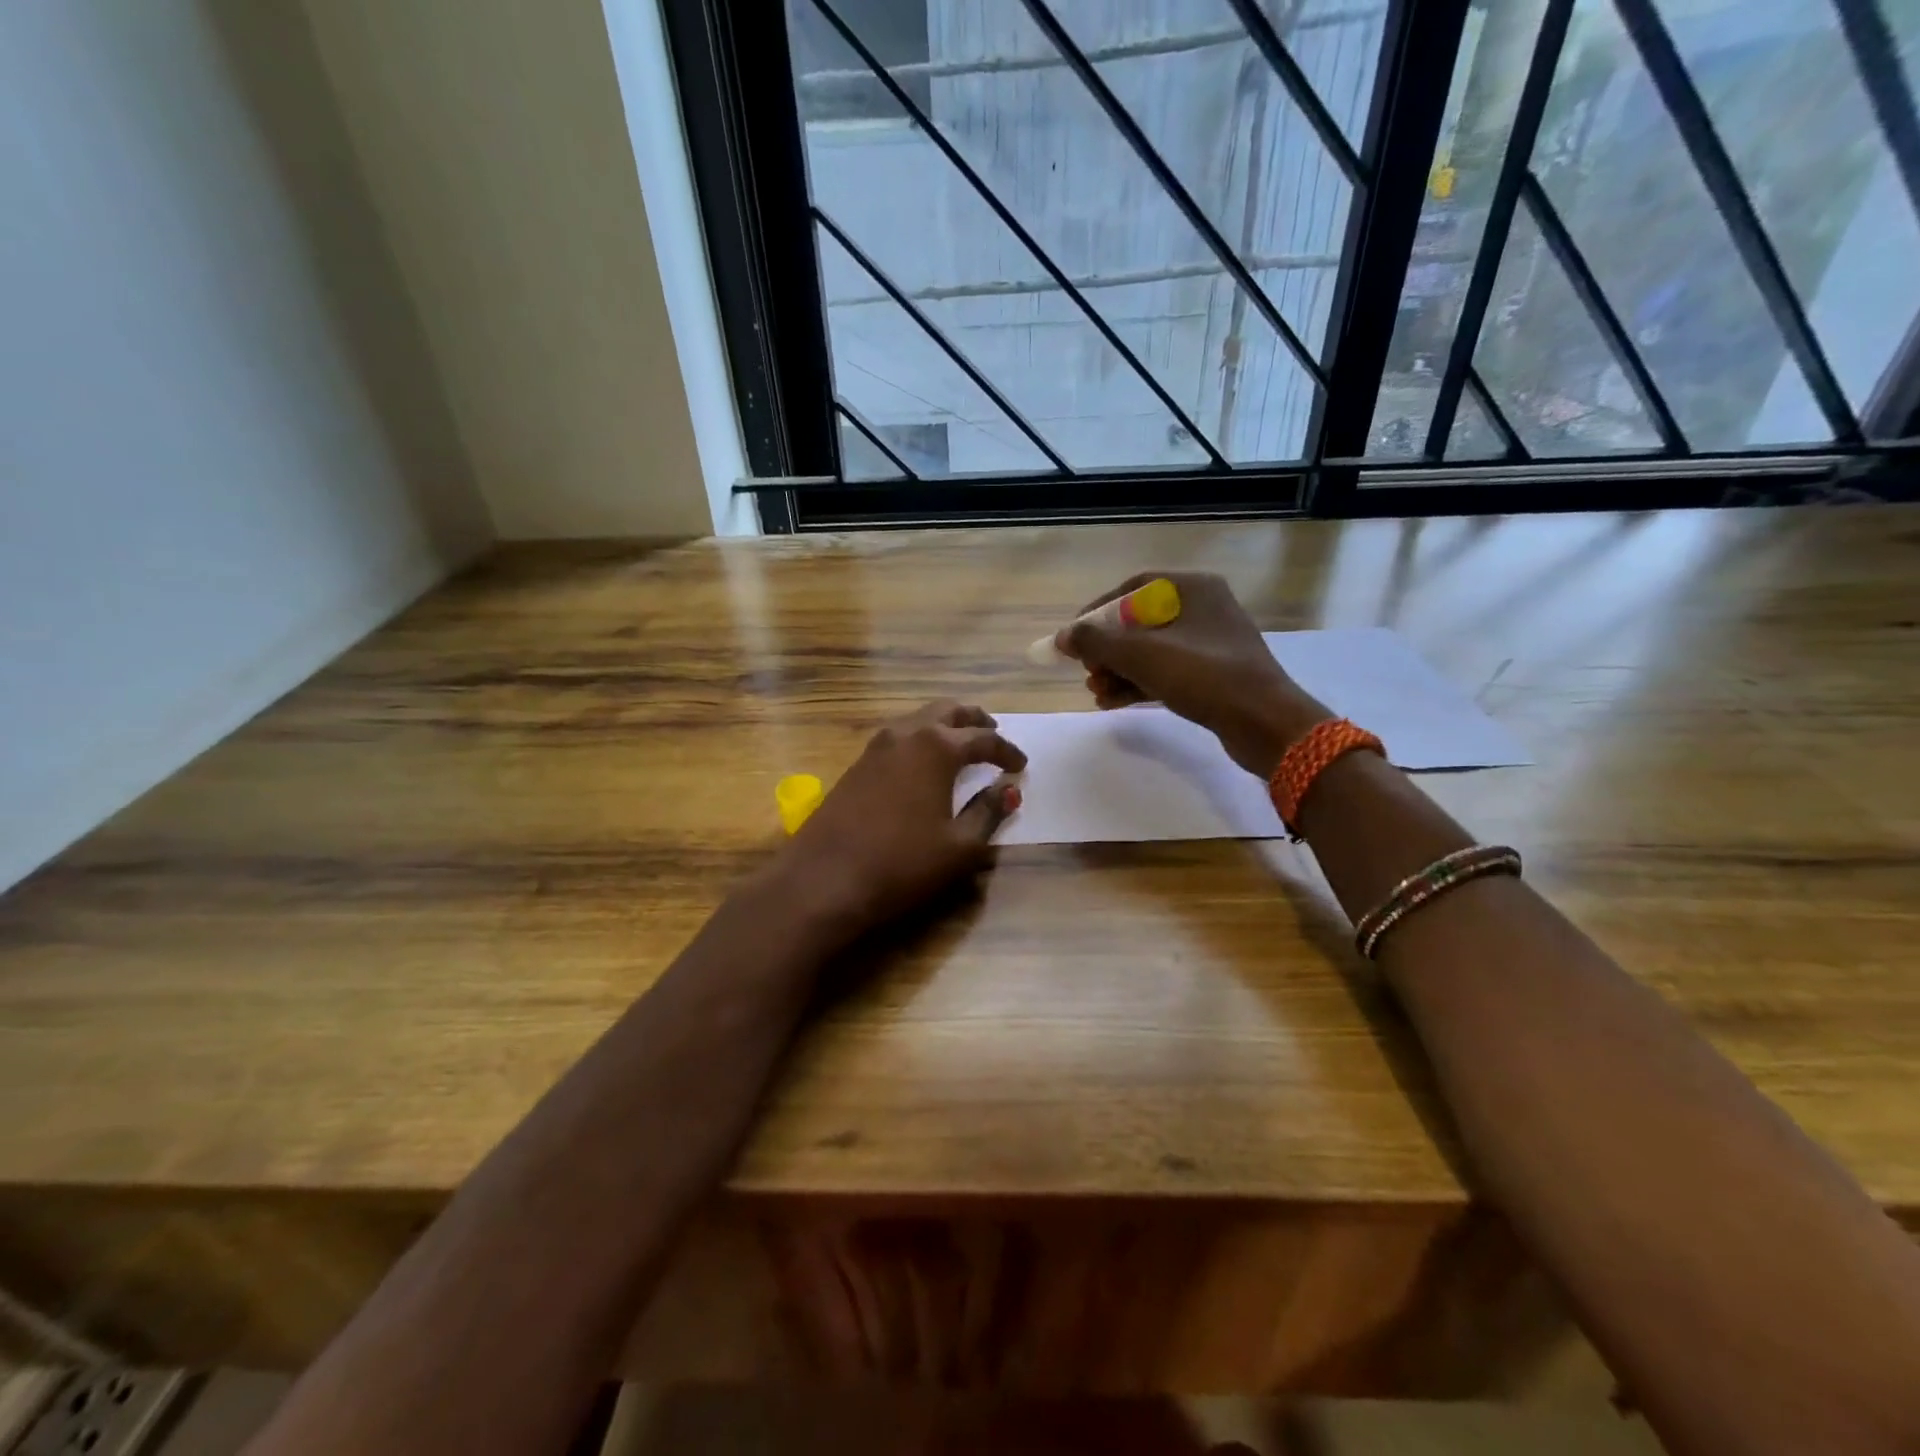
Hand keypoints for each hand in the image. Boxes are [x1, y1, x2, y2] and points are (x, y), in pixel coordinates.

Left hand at [775, 700, 1025, 940]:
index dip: (1006, 752)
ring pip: (918, 720)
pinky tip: (924, 764)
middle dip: (975, 720)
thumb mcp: (959, 846)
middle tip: (993, 734)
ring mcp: (875, 747)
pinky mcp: (856, 765)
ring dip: (945, 726)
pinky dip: (921, 740)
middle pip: (947, 711)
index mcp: (937, 747)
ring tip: (962, 746)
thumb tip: (1008, 789)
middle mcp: (906, 734)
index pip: (982, 739)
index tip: (1021, 766)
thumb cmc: (902, 863)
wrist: (824, 879)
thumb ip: (988, 812)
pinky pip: (899, 737)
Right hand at [1058, 572, 1327, 775]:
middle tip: (1087, 671)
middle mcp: (1204, 608)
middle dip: (1107, 649)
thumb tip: (1062, 637)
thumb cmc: (1203, 676)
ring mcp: (1211, 644)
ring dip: (1119, 671)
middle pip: (1139, 622)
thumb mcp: (1142, 655)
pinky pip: (1166, 672)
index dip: (1098, 611)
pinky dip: (1139, 684)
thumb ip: (1096, 642)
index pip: (1132, 588)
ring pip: (1151, 651)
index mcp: (1193, 588)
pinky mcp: (1214, 675)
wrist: (1265, 723)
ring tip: (1095, 692)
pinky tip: (1112, 703)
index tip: (1074, 636)